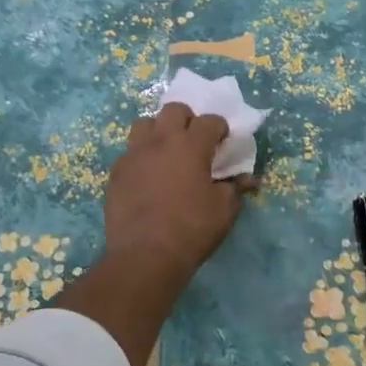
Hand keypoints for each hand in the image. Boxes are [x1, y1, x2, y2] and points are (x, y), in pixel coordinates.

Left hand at [105, 103, 255, 283]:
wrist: (144, 255)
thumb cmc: (192, 229)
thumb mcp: (224, 210)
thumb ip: (236, 189)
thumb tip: (249, 181)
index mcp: (191, 145)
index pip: (210, 121)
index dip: (220, 128)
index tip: (223, 141)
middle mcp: (160, 141)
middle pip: (173, 110)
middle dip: (188, 120)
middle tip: (194, 141)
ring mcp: (134, 154)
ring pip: (145, 124)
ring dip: (159, 131)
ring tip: (167, 151)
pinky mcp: (116, 172)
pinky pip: (130, 152)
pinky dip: (142, 156)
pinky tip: (148, 176)